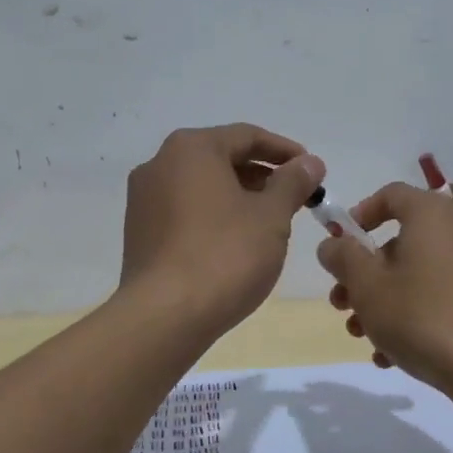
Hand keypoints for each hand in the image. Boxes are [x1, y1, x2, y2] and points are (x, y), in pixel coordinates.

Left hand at [120, 124, 323, 334]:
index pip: (247, 136)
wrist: (165, 316)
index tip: (313, 171)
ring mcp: (144, 200)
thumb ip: (293, 183)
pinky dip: (214, 216)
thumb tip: (310, 163)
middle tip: (295, 198)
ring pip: (202, 186)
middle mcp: (160, 164)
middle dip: (262, 175)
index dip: (285, 151)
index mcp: (191, 149)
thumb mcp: (271, 216)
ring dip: (239, 197)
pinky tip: (236, 242)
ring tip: (270, 222)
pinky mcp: (139, 233)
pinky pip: (185, 211)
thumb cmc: (225, 255)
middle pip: (221, 158)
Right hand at [316, 182, 452, 390]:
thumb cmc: (420, 315)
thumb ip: (342, 257)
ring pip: (414, 275)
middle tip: (340, 302)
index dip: (359, 215)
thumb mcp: (367, 285)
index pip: (390, 194)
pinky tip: (389, 355)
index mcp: (430, 215)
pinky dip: (410, 317)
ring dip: (380, 301)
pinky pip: (436, 298)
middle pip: (398, 242)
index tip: (339, 244)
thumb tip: (332, 244)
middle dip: (362, 273)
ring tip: (359, 334)